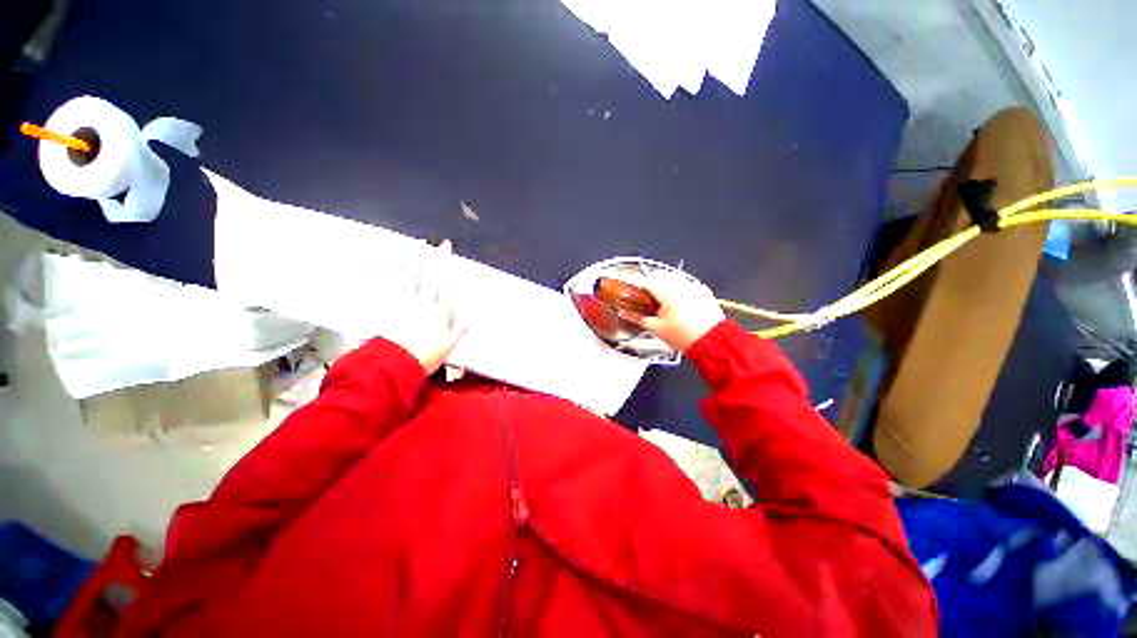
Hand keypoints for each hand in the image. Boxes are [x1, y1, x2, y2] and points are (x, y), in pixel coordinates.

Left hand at [385, 240, 468, 374]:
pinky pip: (386, 286)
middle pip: (434, 278)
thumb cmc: (425, 357)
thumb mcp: (448, 345)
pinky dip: (381, 272)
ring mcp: (405, 303)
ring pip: (411, 277)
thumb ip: (460, 328)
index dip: (462, 276)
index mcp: (440, 313)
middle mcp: (424, 303)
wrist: (395, 365)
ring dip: (414, 260)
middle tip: (445, 244)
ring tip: (414, 244)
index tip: (469, 265)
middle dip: (441, 260)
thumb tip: (474, 314)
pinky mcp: (388, 307)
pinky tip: (376, 259)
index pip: (454, 291)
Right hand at [622, 271, 724, 351]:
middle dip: (653, 286)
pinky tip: (679, 305)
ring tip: (665, 304)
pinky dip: (680, 290)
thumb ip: (637, 318)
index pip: (648, 281)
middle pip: (661, 276)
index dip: (640, 289)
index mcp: (668, 292)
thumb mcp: (656, 328)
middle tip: (649, 302)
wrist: (712, 343)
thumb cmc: (684, 337)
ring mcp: (694, 286)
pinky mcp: (704, 291)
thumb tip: (624, 313)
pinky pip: (687, 284)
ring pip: (674, 279)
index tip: (637, 298)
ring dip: (666, 286)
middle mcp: (682, 284)